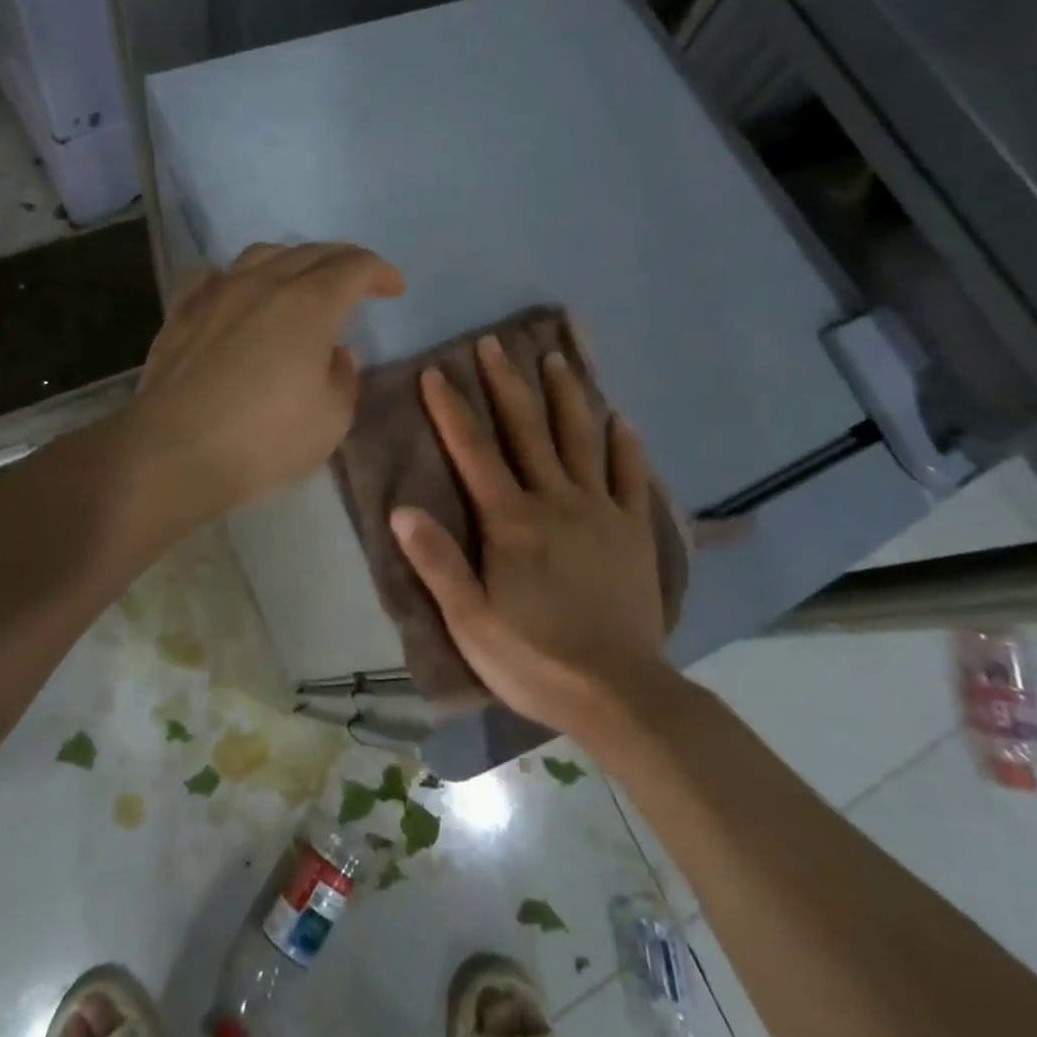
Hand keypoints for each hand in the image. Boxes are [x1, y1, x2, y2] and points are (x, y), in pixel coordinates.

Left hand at [128, 242, 403, 527]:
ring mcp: (218, 292)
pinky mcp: (182, 311)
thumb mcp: (331, 419)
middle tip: (358, 279)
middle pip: (312, 252)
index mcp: (309, 304)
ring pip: (262, 254)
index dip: (380, 272)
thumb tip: (336, 353)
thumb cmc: (264, 440)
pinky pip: (215, 275)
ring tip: (302, 279)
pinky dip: (239, 277)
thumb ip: (343, 378)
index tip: (394, 288)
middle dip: (343, 260)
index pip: (354, 267)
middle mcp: (264, 283)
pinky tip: (238, 291)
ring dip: (293, 260)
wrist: (174, 453)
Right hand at [390, 335, 670, 736]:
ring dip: (566, 397)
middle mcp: (555, 501)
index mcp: (511, 521)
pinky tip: (621, 420)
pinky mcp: (634, 530)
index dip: (452, 409)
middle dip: (506, 383)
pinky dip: (625, 445)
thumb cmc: (535, 659)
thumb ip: (438, 563)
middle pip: (527, 430)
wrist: (620, 693)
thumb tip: (402, 509)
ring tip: (557, 359)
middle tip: (494, 343)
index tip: (437, 371)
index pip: (474, 451)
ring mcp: (601, 511)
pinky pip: (631, 477)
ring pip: (581, 440)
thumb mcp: (471, 622)